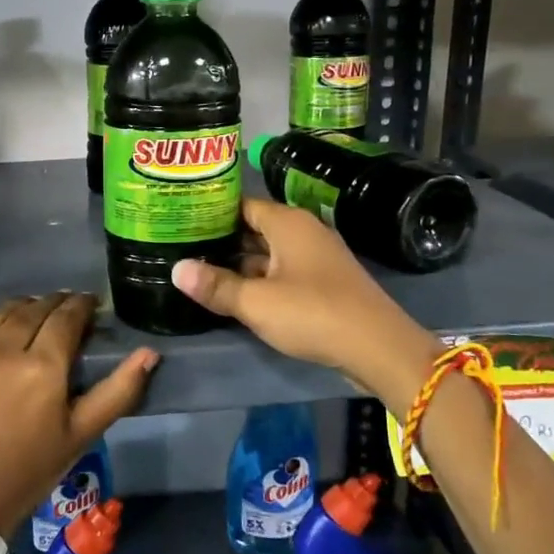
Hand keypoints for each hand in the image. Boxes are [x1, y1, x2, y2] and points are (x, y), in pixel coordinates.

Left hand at [0, 293, 156, 537]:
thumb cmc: (27, 471)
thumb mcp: (81, 435)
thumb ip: (119, 391)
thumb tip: (150, 352)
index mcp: (42, 367)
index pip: (66, 315)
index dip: (80, 305)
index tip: (87, 306)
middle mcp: (1, 349)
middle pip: (31, 308)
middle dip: (50, 306)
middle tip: (58, 316)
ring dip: (14, 314)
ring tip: (21, 327)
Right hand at [170, 198, 440, 400]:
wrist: (378, 348)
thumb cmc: (313, 313)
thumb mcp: (256, 302)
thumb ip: (216, 285)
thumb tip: (176, 269)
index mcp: (287, 223)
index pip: (241, 205)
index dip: (211, 213)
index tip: (180, 221)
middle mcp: (302, 232)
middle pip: (254, 229)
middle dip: (221, 241)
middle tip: (181, 248)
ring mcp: (315, 258)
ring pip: (267, 254)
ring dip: (239, 264)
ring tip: (199, 272)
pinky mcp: (323, 283)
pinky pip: (282, 273)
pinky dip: (259, 280)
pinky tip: (234, 294)